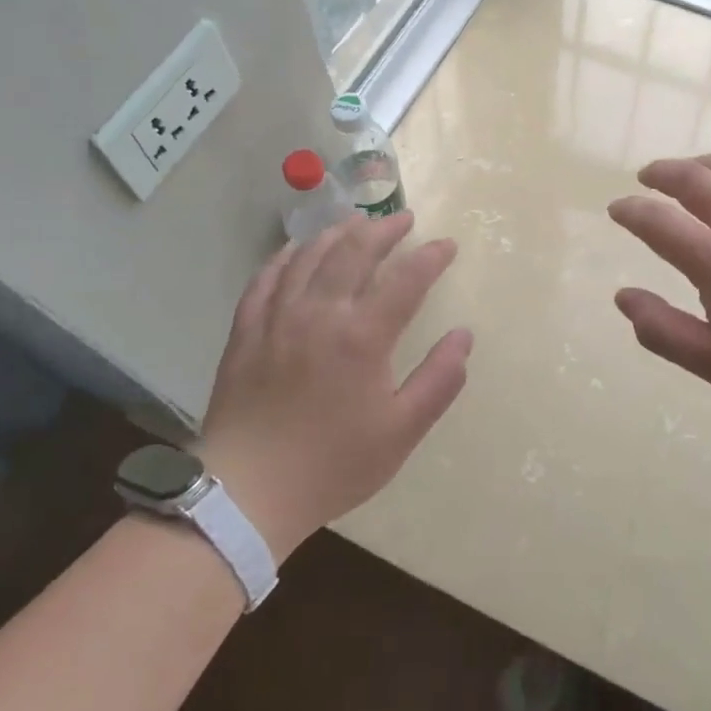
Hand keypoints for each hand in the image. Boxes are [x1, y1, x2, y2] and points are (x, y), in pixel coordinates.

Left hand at [194, 212, 471, 557]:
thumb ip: (439, 380)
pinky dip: (287, 256)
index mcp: (362, 336)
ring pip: (310, 255)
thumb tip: (464, 337)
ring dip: (338, 232)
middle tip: (404, 218)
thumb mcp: (401, 432)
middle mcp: (320, 313)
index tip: (448, 246)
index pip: (405, 279)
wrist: (247, 491)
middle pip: (354, 251)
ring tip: (357, 222)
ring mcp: (277, 317)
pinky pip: (266, 277)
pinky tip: (297, 250)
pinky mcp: (246, 330)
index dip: (430, 257)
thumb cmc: (332, 464)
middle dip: (384, 229)